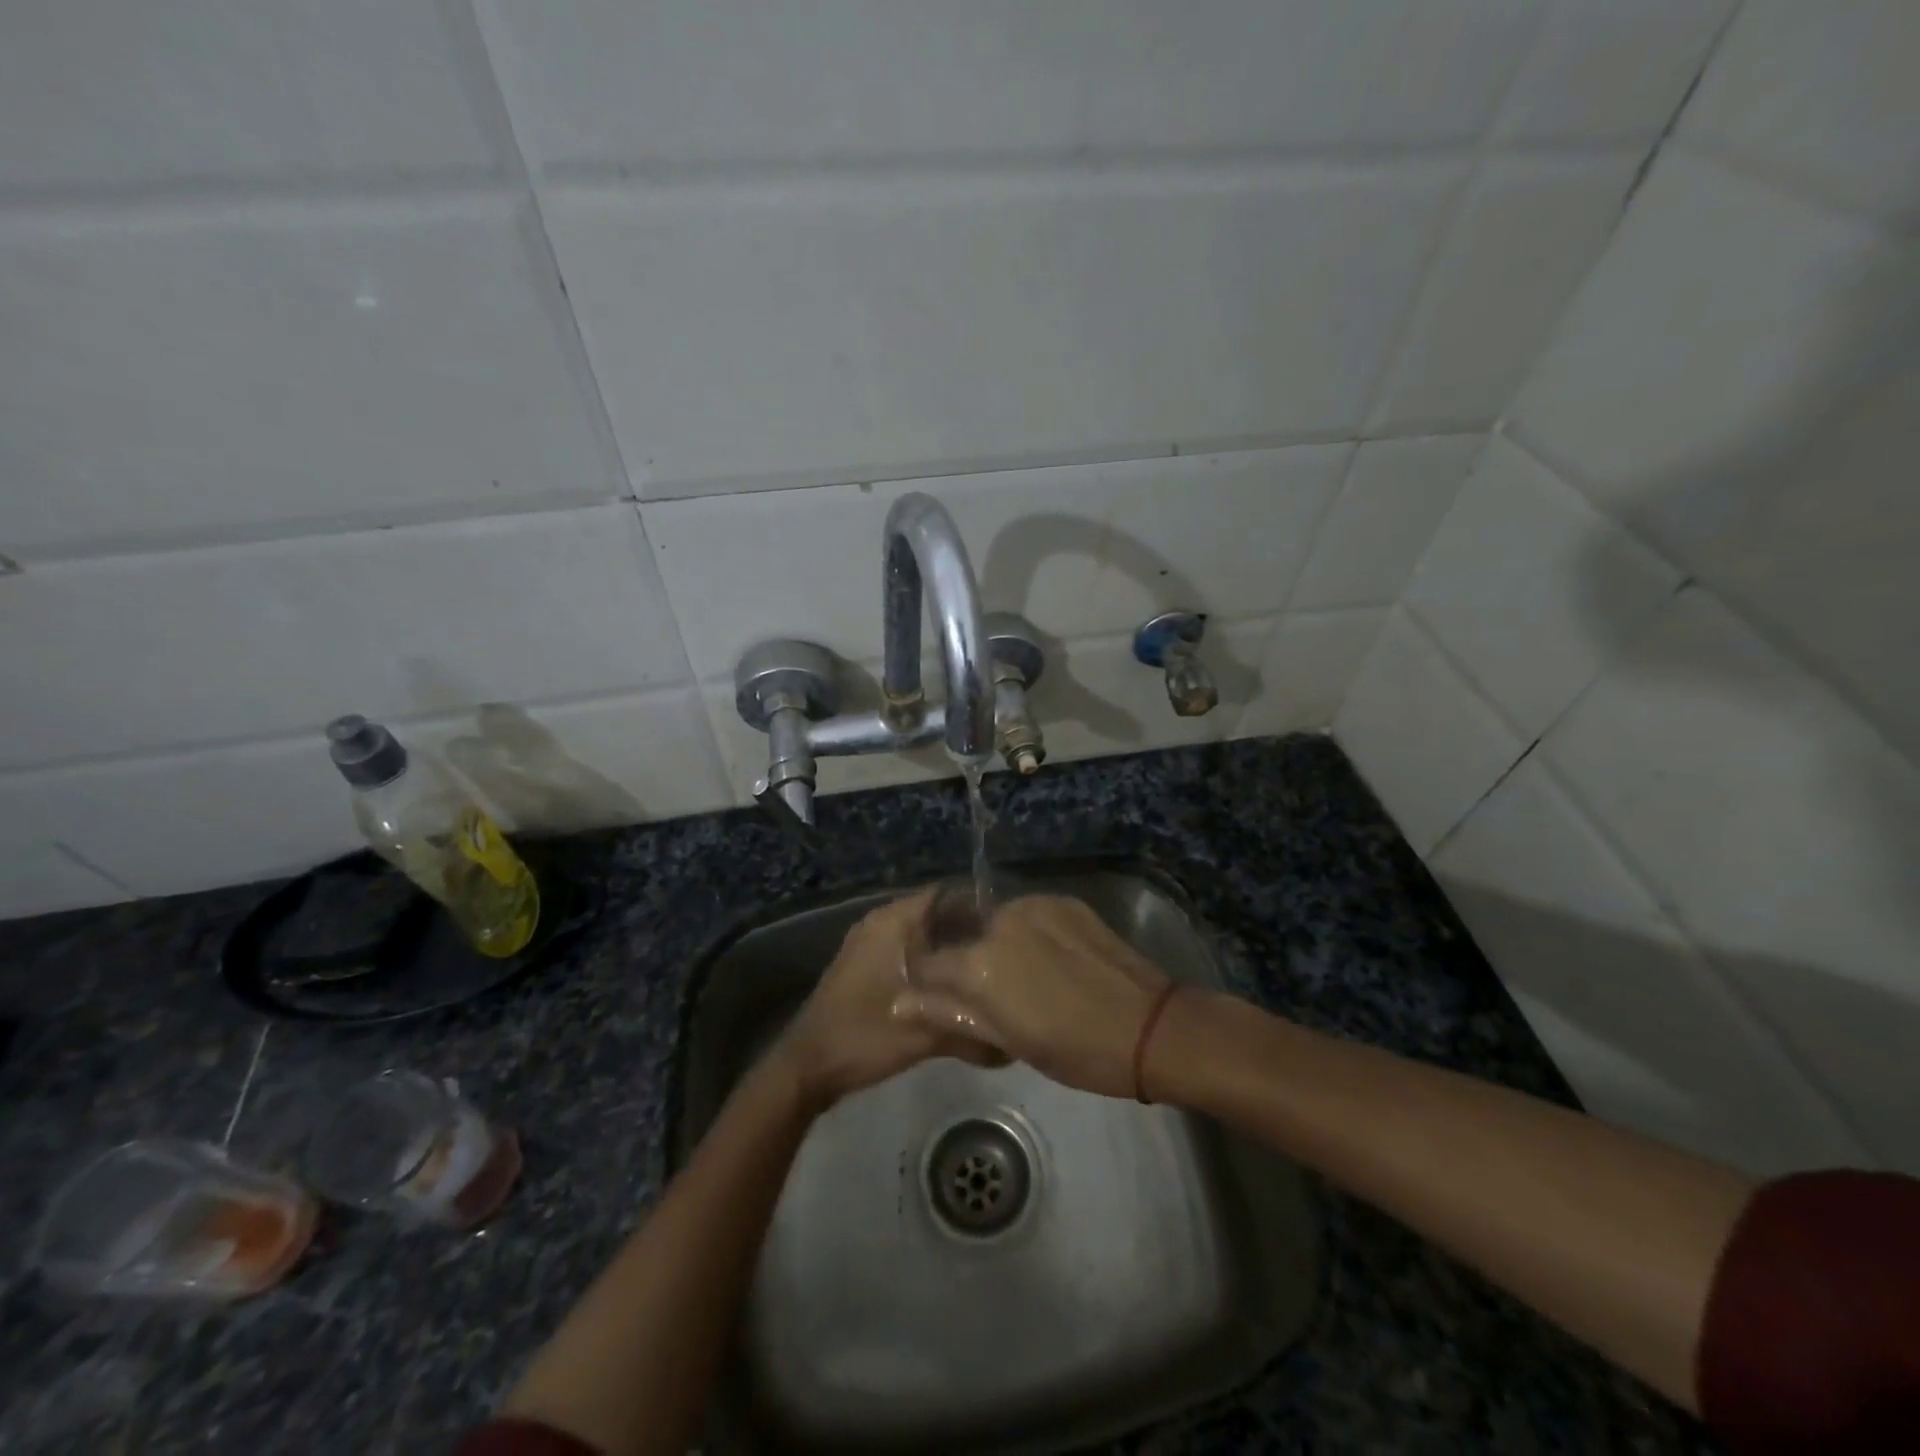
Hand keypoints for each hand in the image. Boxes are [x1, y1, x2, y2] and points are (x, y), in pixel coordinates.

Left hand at [774, 890, 994, 1110]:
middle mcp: (879, 923)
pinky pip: (905, 950)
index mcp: (891, 922)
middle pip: (934, 914)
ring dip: (947, 948)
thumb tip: (1012, 1039)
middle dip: (966, 930)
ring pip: (920, 935)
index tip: (1008, 928)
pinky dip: (928, 961)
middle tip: (1003, 952)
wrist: (806, 1066)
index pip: (944, 895)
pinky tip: (952, 985)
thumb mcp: (923, 1035)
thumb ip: (969, 1030)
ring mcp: (868, 943)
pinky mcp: (864, 965)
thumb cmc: (863, 1036)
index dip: (978, 907)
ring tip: (985, 968)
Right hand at [896, 894, 1169, 1098]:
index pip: (931, 964)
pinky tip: (1053, 960)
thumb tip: (898, 1002)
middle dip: (970, 963)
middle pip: (965, 939)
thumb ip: (949, 1014)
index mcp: (979, 962)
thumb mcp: (1007, 1040)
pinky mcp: (1063, 900)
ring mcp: (1034, 905)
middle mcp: (1000, 920)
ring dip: (1001, 945)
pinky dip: (1031, 933)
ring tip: (1030, 977)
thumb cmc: (1074, 1049)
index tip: (947, 1001)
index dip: (933, 985)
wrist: (1150, 1026)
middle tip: (998, 996)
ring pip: (999, 924)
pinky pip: (1031, 915)